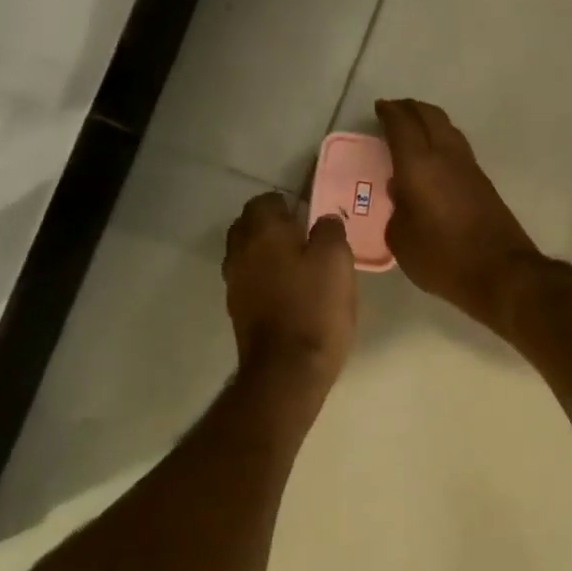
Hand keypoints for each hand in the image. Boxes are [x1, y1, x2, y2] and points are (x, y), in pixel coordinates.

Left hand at [223, 193, 356, 385]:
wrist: (287, 369)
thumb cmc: (315, 307)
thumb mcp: (337, 261)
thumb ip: (330, 231)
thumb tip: (323, 220)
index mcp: (263, 232)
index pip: (264, 200)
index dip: (287, 203)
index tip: (309, 216)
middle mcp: (240, 251)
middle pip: (247, 224)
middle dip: (270, 224)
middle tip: (302, 236)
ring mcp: (234, 282)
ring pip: (244, 252)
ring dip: (264, 251)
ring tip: (295, 263)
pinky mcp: (237, 309)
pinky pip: (247, 278)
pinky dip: (262, 276)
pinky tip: (286, 289)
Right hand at [376, 98, 543, 328]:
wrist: (500, 272)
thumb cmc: (442, 258)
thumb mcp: (401, 239)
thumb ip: (396, 209)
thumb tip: (400, 192)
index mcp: (419, 164)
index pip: (402, 125)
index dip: (389, 112)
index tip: (379, 107)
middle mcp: (446, 156)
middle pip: (429, 115)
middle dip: (410, 108)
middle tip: (395, 111)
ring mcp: (469, 167)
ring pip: (448, 128)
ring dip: (429, 121)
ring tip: (414, 129)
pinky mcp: (484, 182)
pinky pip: (458, 147)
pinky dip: (442, 140)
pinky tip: (433, 157)